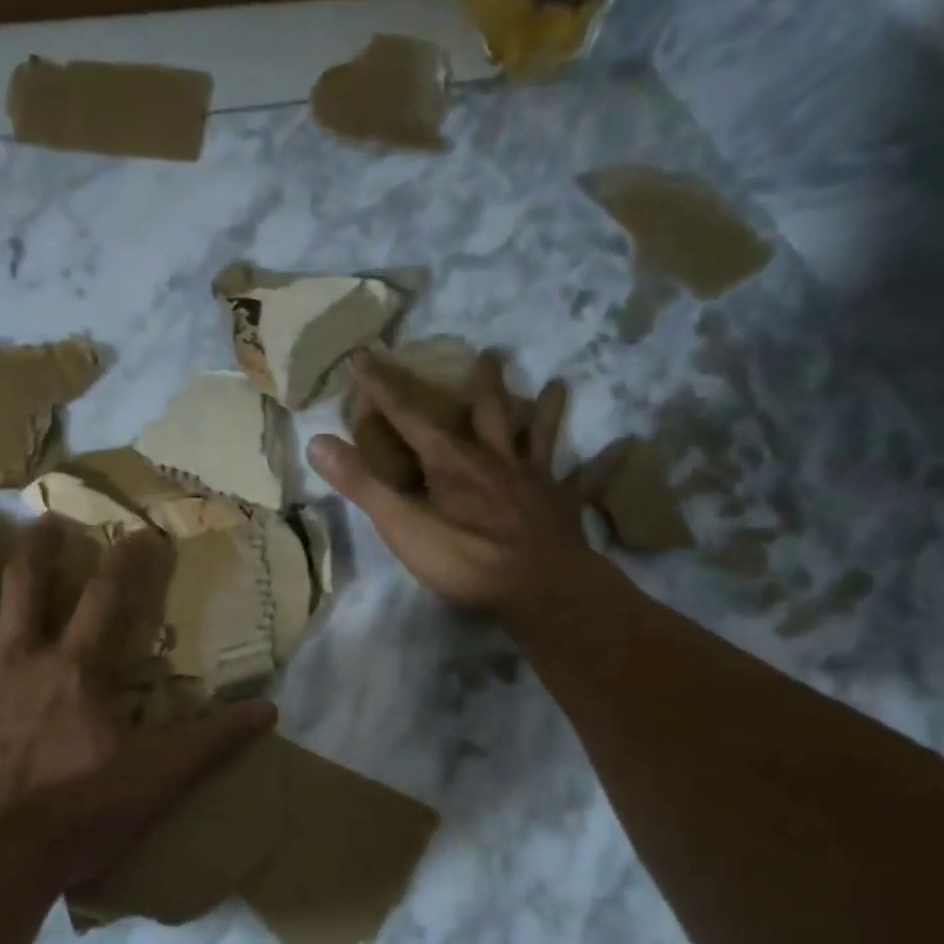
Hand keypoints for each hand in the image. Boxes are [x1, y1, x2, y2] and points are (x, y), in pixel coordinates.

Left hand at [0, 516, 274, 890]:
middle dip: (39, 547)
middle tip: (43, 519)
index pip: (108, 598)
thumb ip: (212, 740)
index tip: (139, 532)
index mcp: (76, 668)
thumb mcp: (159, 777)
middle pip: (27, 583)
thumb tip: (269, 710)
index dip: (126, 561)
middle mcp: (20, 654)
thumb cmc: (81, 814)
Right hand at [307, 351, 587, 612]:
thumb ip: (362, 484)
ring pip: (539, 436)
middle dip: (481, 384)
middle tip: (489, 353)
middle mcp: (494, 459)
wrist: (539, 590)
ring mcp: (534, 481)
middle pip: (486, 413)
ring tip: (558, 383)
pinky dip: (605, 465)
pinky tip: (627, 448)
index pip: (409, 416)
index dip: (383, 386)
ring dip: (546, 410)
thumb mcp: (402, 525)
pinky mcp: (563, 507)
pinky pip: (587, 481)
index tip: (364, 355)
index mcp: (451, 462)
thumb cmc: (466, 559)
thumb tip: (317, 440)